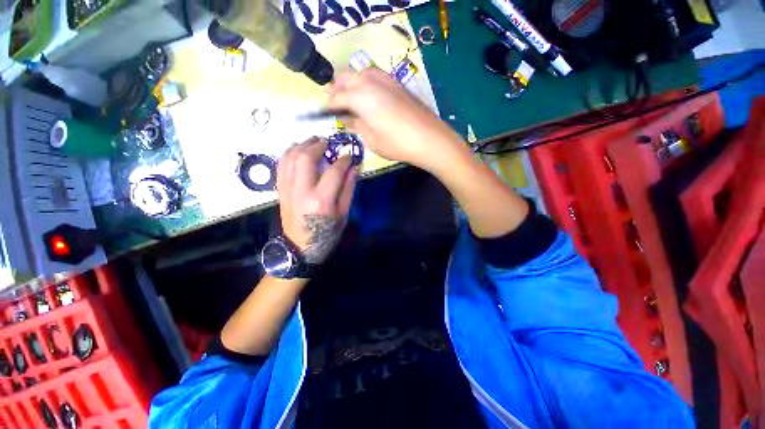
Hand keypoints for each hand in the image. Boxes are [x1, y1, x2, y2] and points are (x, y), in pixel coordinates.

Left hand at [277, 137, 358, 263]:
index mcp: (321, 200)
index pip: (334, 171)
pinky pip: (281, 164)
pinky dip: (289, 153)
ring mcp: (287, 189)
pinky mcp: (280, 189)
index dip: (344, 160)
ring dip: (302, 145)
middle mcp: (301, 191)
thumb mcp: (343, 213)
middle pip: (305, 157)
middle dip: (317, 145)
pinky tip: (298, 151)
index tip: (349, 155)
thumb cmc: (326, 233)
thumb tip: (354, 167)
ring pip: (289, 157)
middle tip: (327, 142)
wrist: (299, 247)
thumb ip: (348, 188)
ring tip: (313, 142)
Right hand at [327, 68, 462, 170]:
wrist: (429, 138)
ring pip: (360, 72)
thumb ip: (355, 125)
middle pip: (345, 77)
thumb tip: (345, 118)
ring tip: (350, 97)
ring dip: (351, 82)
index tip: (323, 113)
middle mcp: (370, 81)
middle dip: (336, 88)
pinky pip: (375, 75)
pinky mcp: (397, 83)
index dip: (328, 106)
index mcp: (359, 97)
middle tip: (335, 103)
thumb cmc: (397, 143)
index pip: (336, 98)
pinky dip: (366, 81)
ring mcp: (385, 80)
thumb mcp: (371, 139)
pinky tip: (369, 95)